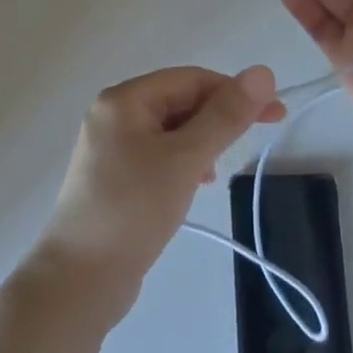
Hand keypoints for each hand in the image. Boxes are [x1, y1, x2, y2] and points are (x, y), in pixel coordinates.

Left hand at [27, 66, 284, 325]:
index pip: (190, 80)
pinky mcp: (113, 179)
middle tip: (259, 136)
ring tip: (218, 171)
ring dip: (201, 141)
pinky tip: (195, 185)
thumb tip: (262, 72)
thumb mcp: (185, 159)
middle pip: (178, 101)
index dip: (233, 91)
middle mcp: (113, 115)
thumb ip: (225, 116)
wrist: (79, 280)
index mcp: (124, 100)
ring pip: (169, 131)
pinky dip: (182, 163)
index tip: (274, 113)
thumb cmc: (133, 209)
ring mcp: (110, 148)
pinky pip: (157, 156)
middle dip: (217, 117)